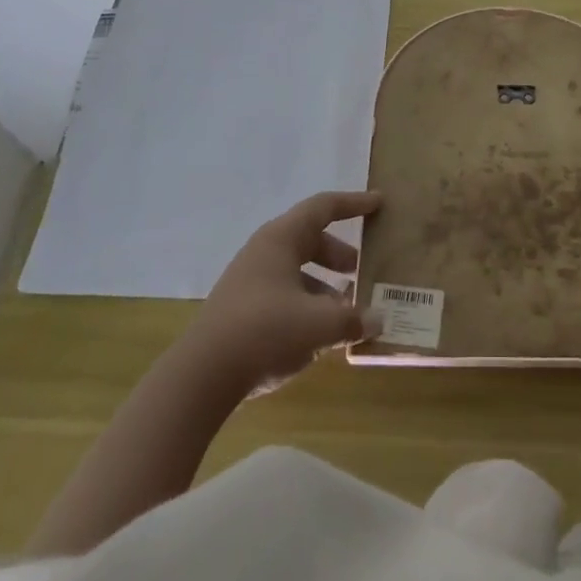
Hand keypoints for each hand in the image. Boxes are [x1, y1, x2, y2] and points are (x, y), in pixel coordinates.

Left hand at [187, 190, 383, 396]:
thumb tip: (377, 319)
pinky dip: (307, 305)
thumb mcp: (318, 324)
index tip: (379, 204)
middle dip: (340, 253)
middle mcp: (265, 251)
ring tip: (347, 310)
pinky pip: (283, 294)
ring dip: (324, 285)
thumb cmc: (265, 331)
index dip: (354, 204)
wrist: (200, 377)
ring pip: (297, 270)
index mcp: (282, 238)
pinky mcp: (242, 310)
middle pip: (310, 239)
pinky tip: (319, 336)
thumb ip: (352, 319)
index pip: (324, 207)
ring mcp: (250, 281)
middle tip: (363, 269)